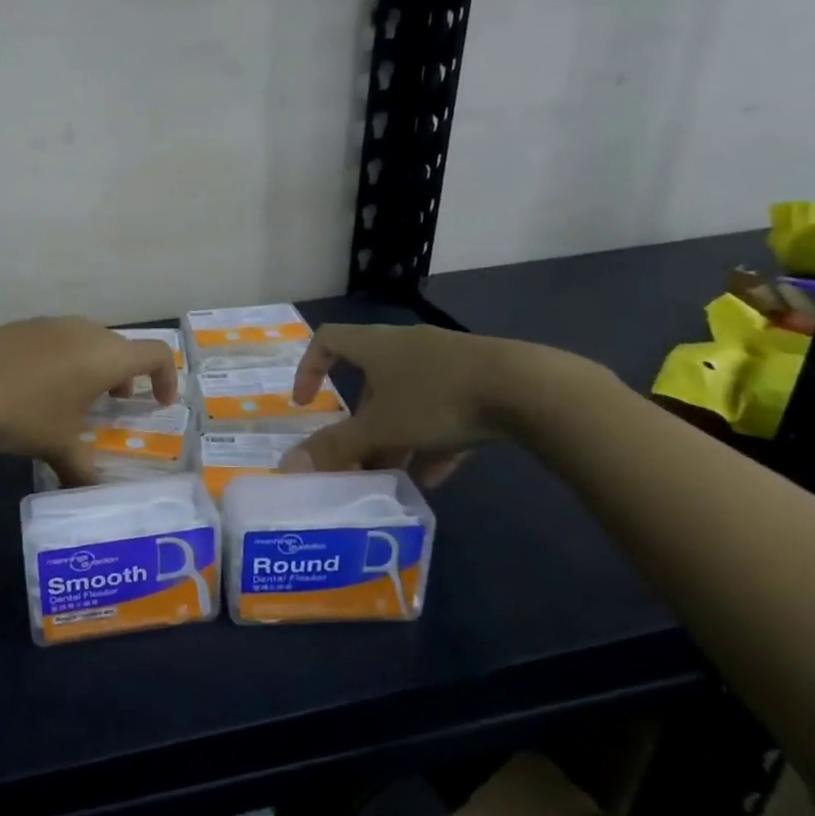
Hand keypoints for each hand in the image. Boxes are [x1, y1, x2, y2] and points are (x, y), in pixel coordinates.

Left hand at [0, 317, 178, 483]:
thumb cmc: (24, 413)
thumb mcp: (56, 445)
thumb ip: (80, 469)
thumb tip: (89, 494)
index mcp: (106, 356)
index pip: (156, 354)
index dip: (166, 378)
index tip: (159, 403)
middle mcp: (85, 331)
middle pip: (120, 347)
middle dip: (125, 375)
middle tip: (116, 404)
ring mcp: (51, 324)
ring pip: (87, 340)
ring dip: (93, 366)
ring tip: (76, 397)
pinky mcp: (22, 325)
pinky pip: (57, 339)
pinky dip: (64, 359)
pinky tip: (38, 386)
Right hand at [282, 323, 559, 484]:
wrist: (527, 389)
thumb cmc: (437, 399)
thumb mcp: (381, 428)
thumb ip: (336, 447)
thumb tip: (287, 465)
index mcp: (375, 346)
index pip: (328, 340)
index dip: (309, 368)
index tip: (306, 402)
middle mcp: (406, 344)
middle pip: (370, 378)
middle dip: (361, 419)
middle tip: (358, 454)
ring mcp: (446, 359)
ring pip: (408, 396)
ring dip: (397, 433)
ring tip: (396, 473)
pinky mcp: (480, 378)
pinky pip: (444, 406)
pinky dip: (433, 437)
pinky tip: (437, 475)